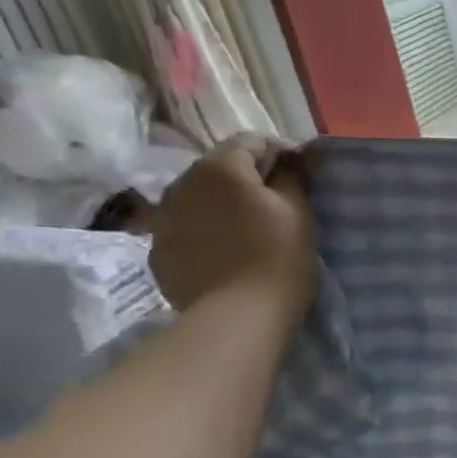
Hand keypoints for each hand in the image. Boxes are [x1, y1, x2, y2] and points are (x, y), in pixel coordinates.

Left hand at [149, 138, 317, 316]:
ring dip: (222, 205)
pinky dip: (205, 232)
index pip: (251, 141)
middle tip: (276, 205)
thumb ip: (291, 174)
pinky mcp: (157, 250)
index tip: (298, 178)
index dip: (278, 154)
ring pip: (199, 198)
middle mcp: (182, 183)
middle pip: (219, 168)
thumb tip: (288, 155)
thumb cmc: (278, 257)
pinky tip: (225, 253)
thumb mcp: (299, 210)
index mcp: (220, 167)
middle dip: (246, 179)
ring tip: (247, 229)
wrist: (238, 316)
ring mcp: (163, 218)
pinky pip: (186, 228)